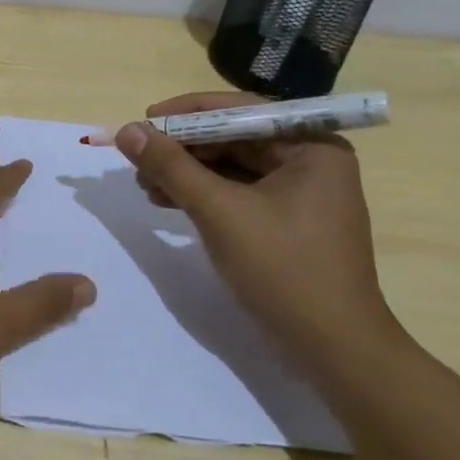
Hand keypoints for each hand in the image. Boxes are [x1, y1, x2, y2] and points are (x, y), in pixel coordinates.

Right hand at [115, 93, 400, 358]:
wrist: (333, 348)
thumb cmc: (283, 269)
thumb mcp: (219, 211)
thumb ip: (171, 166)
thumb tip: (127, 130)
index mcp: (311, 146)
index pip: (240, 111)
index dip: (186, 114)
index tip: (143, 121)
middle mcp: (310, 160)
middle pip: (234, 137)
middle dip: (183, 149)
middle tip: (138, 159)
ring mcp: (300, 193)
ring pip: (231, 166)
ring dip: (186, 172)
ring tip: (145, 185)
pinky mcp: (287, 221)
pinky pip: (237, 192)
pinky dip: (203, 195)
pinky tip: (167, 202)